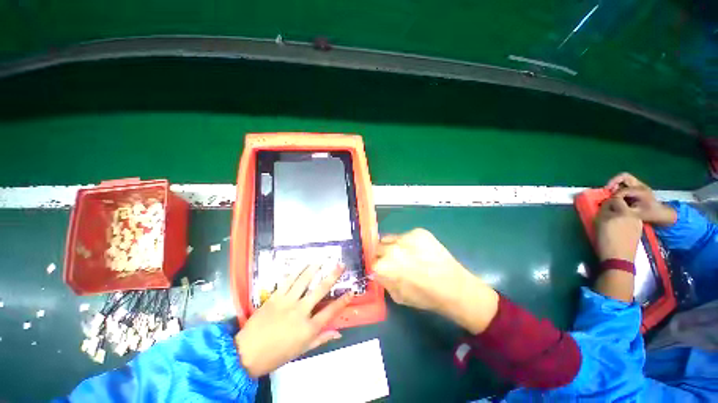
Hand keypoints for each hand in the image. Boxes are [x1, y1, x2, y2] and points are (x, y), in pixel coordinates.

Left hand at [235, 264, 352, 377]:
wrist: (246, 353)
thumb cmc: (276, 355)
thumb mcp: (301, 351)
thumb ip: (321, 339)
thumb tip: (339, 332)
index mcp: (308, 328)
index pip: (330, 312)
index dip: (343, 301)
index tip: (351, 292)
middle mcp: (300, 312)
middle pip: (320, 290)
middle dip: (333, 276)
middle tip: (341, 265)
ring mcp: (287, 302)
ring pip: (304, 281)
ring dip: (315, 268)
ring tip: (322, 260)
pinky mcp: (275, 297)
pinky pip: (288, 281)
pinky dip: (297, 271)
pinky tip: (303, 264)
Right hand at [374, 229, 497, 333]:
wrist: (454, 287)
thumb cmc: (424, 296)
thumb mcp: (397, 295)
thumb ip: (383, 280)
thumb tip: (377, 270)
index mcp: (384, 266)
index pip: (371, 260)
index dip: (376, 265)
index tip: (381, 268)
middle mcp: (392, 248)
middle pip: (378, 246)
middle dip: (382, 254)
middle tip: (393, 261)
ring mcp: (406, 237)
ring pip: (391, 238)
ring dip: (394, 246)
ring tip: (407, 255)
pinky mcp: (419, 231)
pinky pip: (406, 235)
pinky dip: (409, 242)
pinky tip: (419, 251)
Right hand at [595, 196, 642, 261]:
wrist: (619, 258)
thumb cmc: (606, 241)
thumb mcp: (600, 224)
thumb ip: (603, 213)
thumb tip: (605, 207)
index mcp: (622, 212)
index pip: (614, 199)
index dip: (607, 202)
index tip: (600, 206)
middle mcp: (632, 214)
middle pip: (623, 204)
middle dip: (615, 206)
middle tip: (607, 212)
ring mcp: (637, 222)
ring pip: (627, 212)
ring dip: (620, 213)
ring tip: (613, 220)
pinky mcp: (639, 229)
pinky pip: (631, 219)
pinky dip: (625, 220)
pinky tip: (620, 227)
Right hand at [605, 172, 676, 225]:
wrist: (661, 213)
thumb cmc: (649, 214)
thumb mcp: (636, 214)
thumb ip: (623, 208)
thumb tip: (612, 203)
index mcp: (641, 191)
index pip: (623, 190)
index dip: (615, 195)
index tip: (610, 202)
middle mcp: (640, 185)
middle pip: (623, 176)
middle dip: (613, 182)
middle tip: (607, 190)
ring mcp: (639, 184)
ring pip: (623, 178)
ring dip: (615, 183)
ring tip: (610, 192)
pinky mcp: (637, 186)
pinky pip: (624, 182)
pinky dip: (618, 185)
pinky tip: (616, 194)